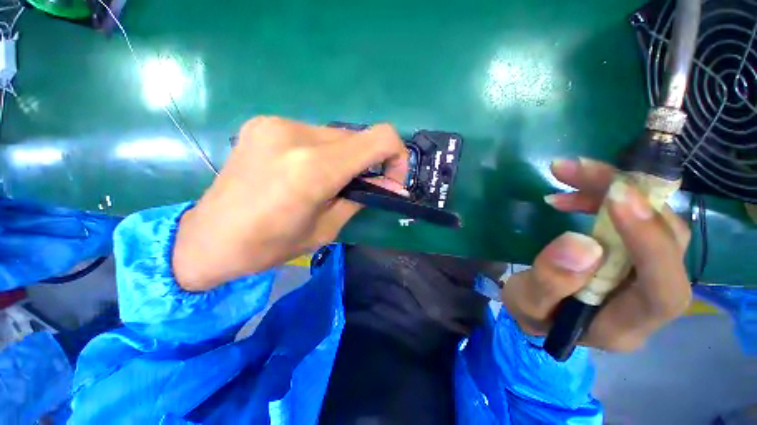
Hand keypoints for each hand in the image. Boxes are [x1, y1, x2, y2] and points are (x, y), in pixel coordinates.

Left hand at [173, 117, 408, 290]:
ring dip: (343, 157)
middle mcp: (295, 136)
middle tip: (358, 185)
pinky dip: (321, 151)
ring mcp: (276, 124)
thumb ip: (359, 198)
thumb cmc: (269, 246)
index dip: (397, 156)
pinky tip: (303, 171)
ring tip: (327, 181)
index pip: (379, 138)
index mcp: (314, 169)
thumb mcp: (326, 229)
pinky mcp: (263, 123)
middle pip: (357, 137)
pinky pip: (311, 133)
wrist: (207, 238)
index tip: (391, 178)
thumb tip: (385, 183)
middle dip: (367, 161)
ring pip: (335, 135)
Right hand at [503, 158, 691, 351]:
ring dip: (615, 190)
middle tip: (578, 170)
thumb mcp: (527, 303)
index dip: (652, 242)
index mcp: (625, 326)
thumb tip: (581, 243)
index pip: (663, 290)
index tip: (617, 197)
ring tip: (568, 173)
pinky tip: (573, 195)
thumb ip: (550, 281)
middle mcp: (649, 301)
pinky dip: (606, 199)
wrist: (541, 313)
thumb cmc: (533, 315)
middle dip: (629, 197)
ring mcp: (647, 276)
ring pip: (655, 222)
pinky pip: (635, 220)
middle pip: (668, 242)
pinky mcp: (636, 257)